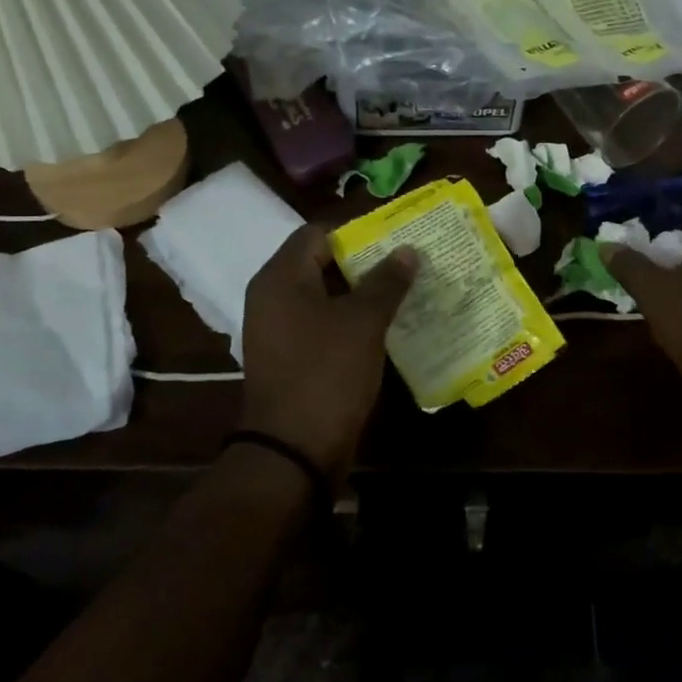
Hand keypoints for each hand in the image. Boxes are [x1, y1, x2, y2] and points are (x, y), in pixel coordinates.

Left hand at [240, 224, 417, 479]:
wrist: (293, 450)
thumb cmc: (326, 373)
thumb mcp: (363, 322)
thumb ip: (386, 281)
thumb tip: (407, 250)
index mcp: (281, 278)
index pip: (318, 233)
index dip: (358, 231)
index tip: (396, 236)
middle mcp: (273, 297)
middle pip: (321, 263)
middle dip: (365, 261)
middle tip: (407, 260)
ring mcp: (279, 330)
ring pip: (325, 296)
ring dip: (361, 292)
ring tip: (405, 288)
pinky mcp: (291, 357)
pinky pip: (323, 324)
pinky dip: (351, 320)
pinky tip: (386, 323)